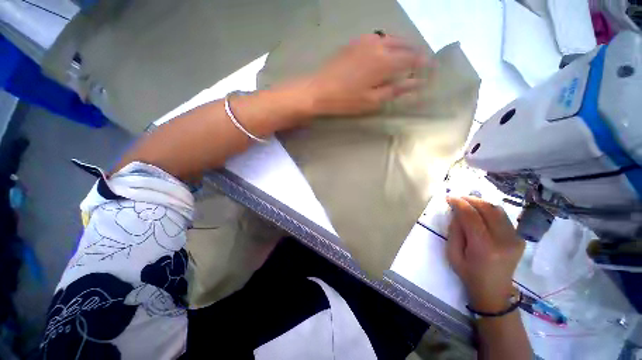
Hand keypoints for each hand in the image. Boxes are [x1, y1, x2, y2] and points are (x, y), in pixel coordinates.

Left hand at [305, 33, 426, 115]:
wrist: (319, 90)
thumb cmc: (346, 100)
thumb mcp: (372, 100)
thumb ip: (395, 90)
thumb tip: (416, 83)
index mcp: (385, 61)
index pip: (411, 59)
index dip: (423, 63)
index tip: (431, 67)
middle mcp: (378, 45)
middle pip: (403, 45)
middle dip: (414, 52)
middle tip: (420, 62)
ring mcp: (365, 41)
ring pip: (391, 39)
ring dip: (402, 46)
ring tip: (405, 56)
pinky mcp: (354, 42)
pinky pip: (377, 38)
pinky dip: (387, 43)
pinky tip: (385, 51)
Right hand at [446, 197, 524, 312]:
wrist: (494, 291)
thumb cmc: (469, 273)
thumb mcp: (453, 254)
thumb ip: (455, 231)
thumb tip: (456, 213)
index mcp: (484, 248)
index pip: (472, 217)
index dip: (459, 204)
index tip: (449, 197)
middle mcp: (503, 241)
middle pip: (488, 210)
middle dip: (471, 200)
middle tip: (458, 198)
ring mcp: (515, 240)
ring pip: (498, 211)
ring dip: (482, 203)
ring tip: (469, 203)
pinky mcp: (519, 239)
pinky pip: (504, 218)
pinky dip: (490, 211)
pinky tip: (481, 214)